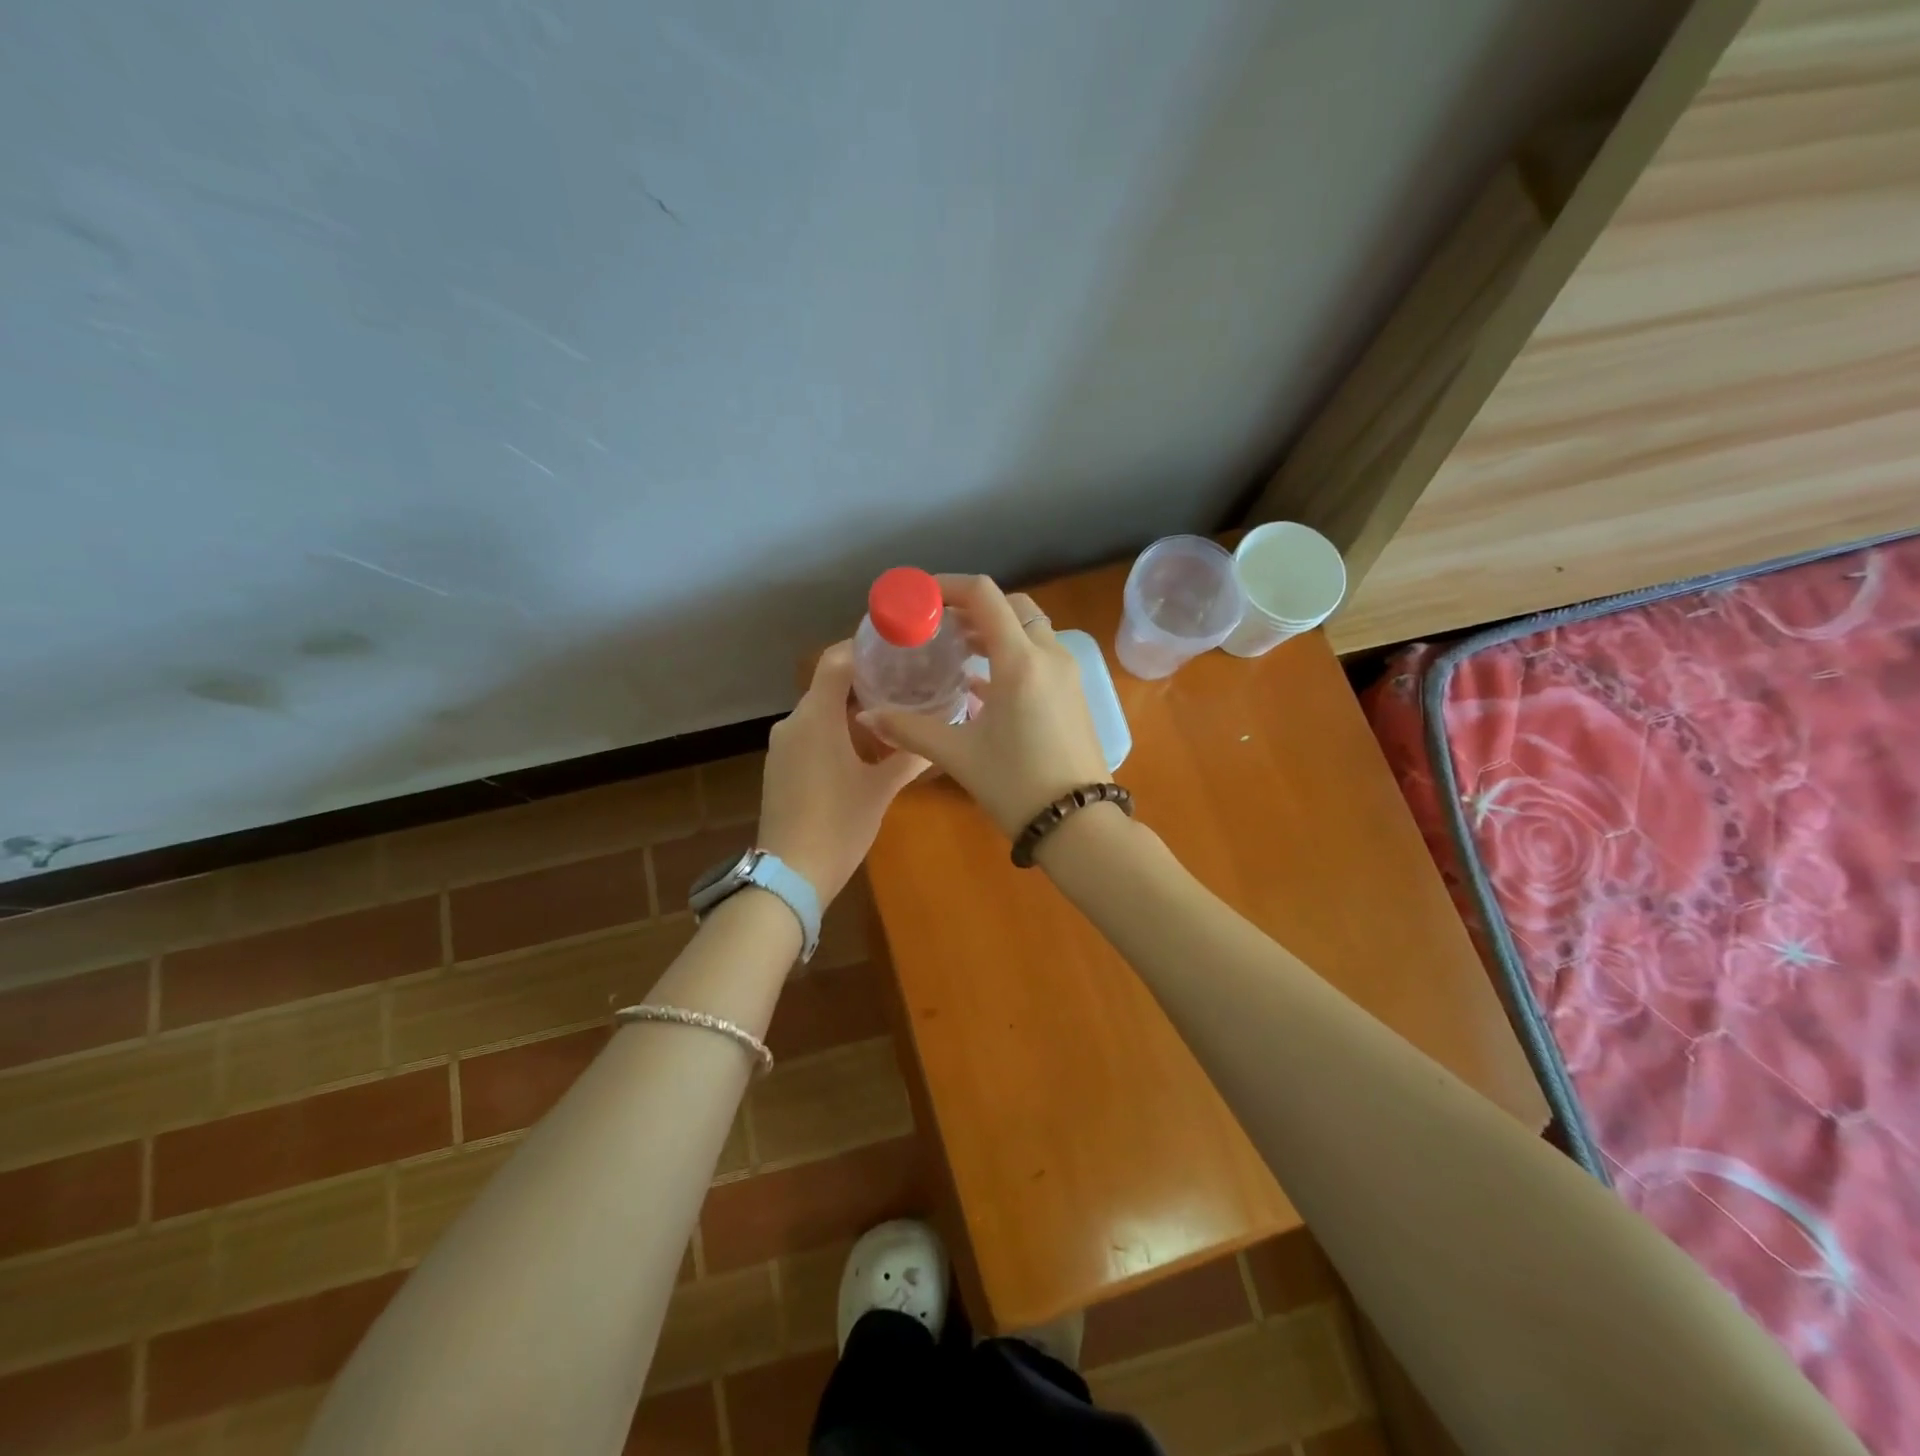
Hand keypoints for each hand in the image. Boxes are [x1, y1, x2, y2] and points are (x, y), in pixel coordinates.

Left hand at [758, 642, 929, 904]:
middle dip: (867, 683)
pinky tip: (864, 749)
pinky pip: (810, 734)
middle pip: (830, 685)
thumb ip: (909, 756)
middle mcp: (793, 722)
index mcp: (816, 718)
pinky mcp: (780, 766)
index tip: (898, 649)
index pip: (836, 660)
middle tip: (908, 685)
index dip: (865, 647)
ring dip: (853, 710)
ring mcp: (782, 745)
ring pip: (820, 711)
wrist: (790, 875)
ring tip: (894, 716)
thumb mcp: (881, 789)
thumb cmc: (839, 825)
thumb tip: (938, 733)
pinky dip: (836, 731)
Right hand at [858, 575, 1108, 838]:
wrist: (1078, 825)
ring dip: (994, 630)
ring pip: (1029, 630)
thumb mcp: (958, 755)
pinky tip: (982, 683)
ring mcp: (1067, 674)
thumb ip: (910, 729)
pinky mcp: (1073, 694)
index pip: (984, 596)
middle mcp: (1049, 656)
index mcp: (1020, 660)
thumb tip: (868, 715)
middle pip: (1012, 606)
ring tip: (955, 651)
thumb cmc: (1015, 784)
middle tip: (937, 626)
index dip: (948, 586)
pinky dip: (1012, 654)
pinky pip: (1040, 656)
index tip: (919, 597)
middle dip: (972, 608)